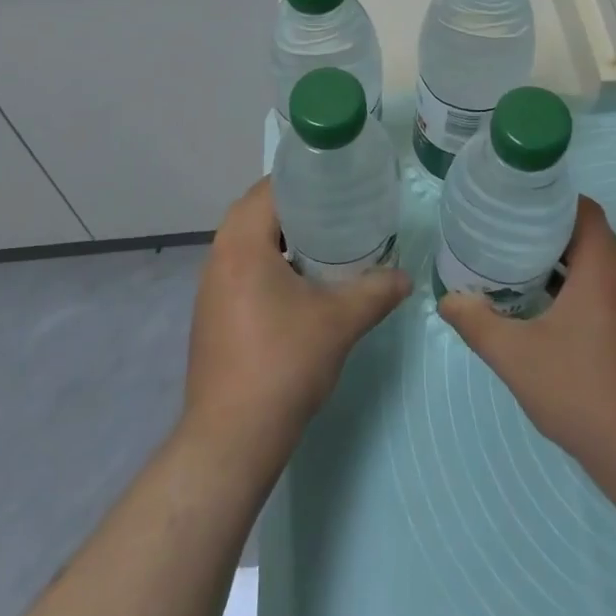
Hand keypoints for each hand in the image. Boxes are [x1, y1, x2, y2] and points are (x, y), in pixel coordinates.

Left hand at [182, 178, 409, 471]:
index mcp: (242, 243)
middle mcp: (218, 256)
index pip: (269, 187)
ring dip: (281, 236)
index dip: (304, 177)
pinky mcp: (211, 313)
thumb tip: (405, 276)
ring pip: (246, 241)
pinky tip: (300, 283)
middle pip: (256, 210)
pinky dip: (269, 262)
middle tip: (337, 209)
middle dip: (296, 206)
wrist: (232, 438)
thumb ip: (376, 291)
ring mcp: (210, 287)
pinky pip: (241, 268)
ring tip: (324, 241)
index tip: (338, 181)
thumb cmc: (283, 364)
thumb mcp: (339, 322)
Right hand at [438, 196, 615, 490]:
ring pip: (600, 264)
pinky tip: (548, 310)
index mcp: (603, 269)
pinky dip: (579, 286)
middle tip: (507, 233)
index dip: (551, 199)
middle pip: (590, 233)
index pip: (584, 209)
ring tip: (520, 266)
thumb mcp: (517, 358)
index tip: (516, 205)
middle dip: (550, 229)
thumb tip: (447, 300)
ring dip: (565, 260)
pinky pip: (608, 290)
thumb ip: (478, 324)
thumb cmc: (585, 394)